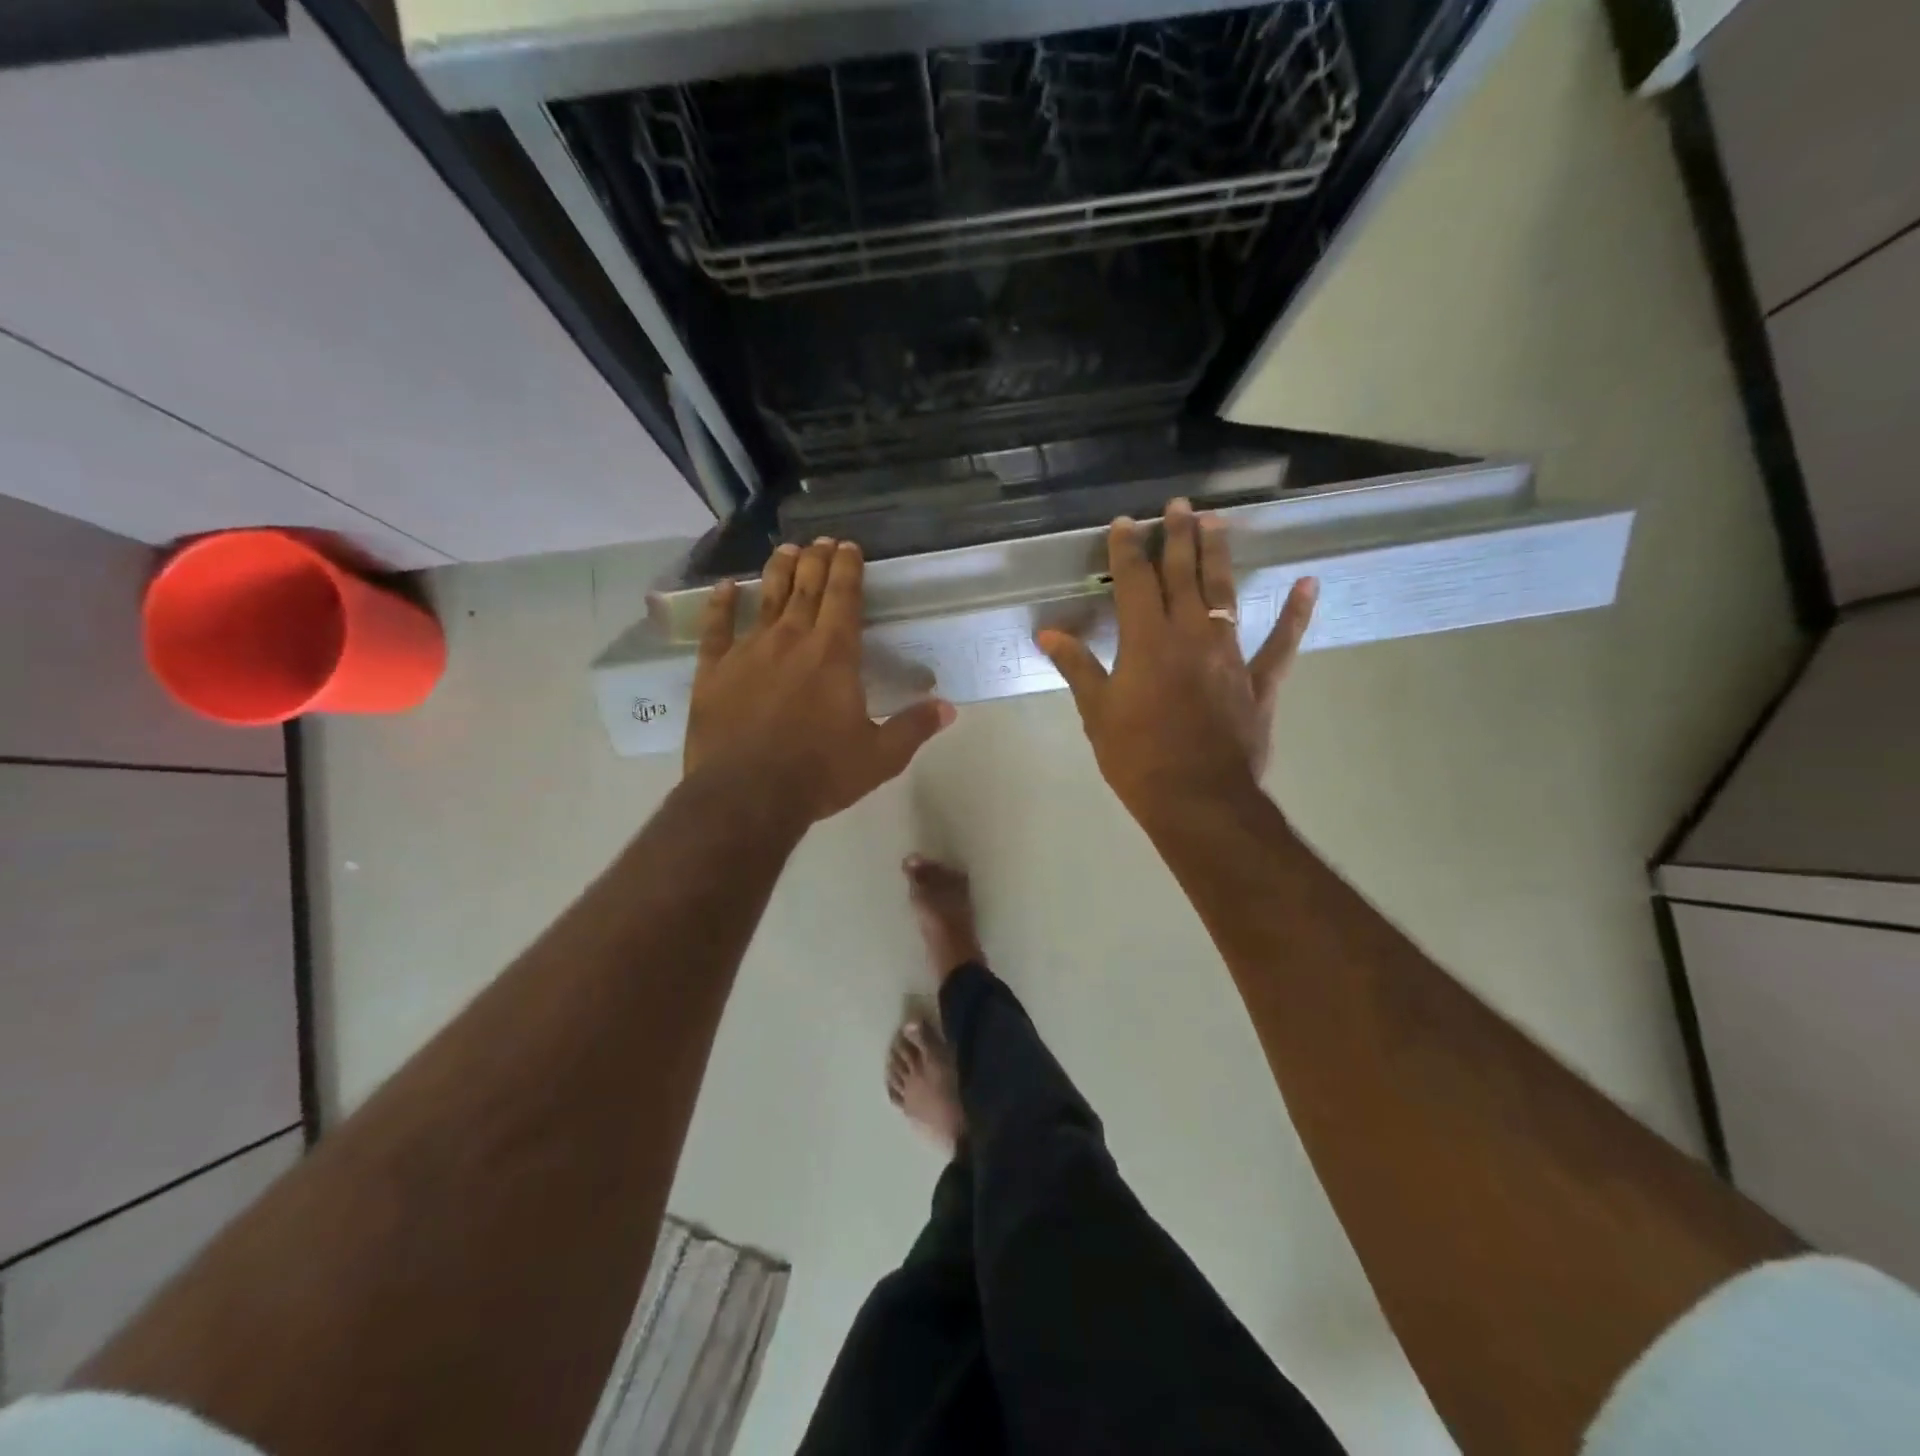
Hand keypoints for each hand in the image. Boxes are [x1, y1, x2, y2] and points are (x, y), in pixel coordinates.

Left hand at [684, 538, 954, 825]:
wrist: (746, 796)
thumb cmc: (819, 775)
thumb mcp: (879, 757)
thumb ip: (913, 728)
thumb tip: (948, 708)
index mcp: (834, 655)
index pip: (844, 597)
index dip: (848, 568)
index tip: (849, 546)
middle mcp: (791, 640)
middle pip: (806, 588)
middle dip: (816, 560)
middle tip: (821, 541)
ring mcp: (748, 652)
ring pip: (765, 598)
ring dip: (777, 571)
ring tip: (785, 550)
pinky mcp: (714, 671)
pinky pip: (716, 629)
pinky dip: (719, 605)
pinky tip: (723, 589)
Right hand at [1036, 498, 1316, 819]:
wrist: (1197, 799)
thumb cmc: (1137, 758)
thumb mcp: (1097, 712)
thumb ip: (1077, 666)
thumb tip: (1048, 632)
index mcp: (1146, 641)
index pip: (1133, 581)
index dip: (1127, 549)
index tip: (1125, 523)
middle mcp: (1190, 634)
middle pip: (1183, 574)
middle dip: (1178, 536)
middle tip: (1179, 504)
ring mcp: (1229, 655)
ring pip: (1224, 593)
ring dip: (1219, 556)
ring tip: (1217, 522)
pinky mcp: (1258, 682)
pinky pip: (1280, 643)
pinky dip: (1295, 614)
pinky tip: (1308, 584)